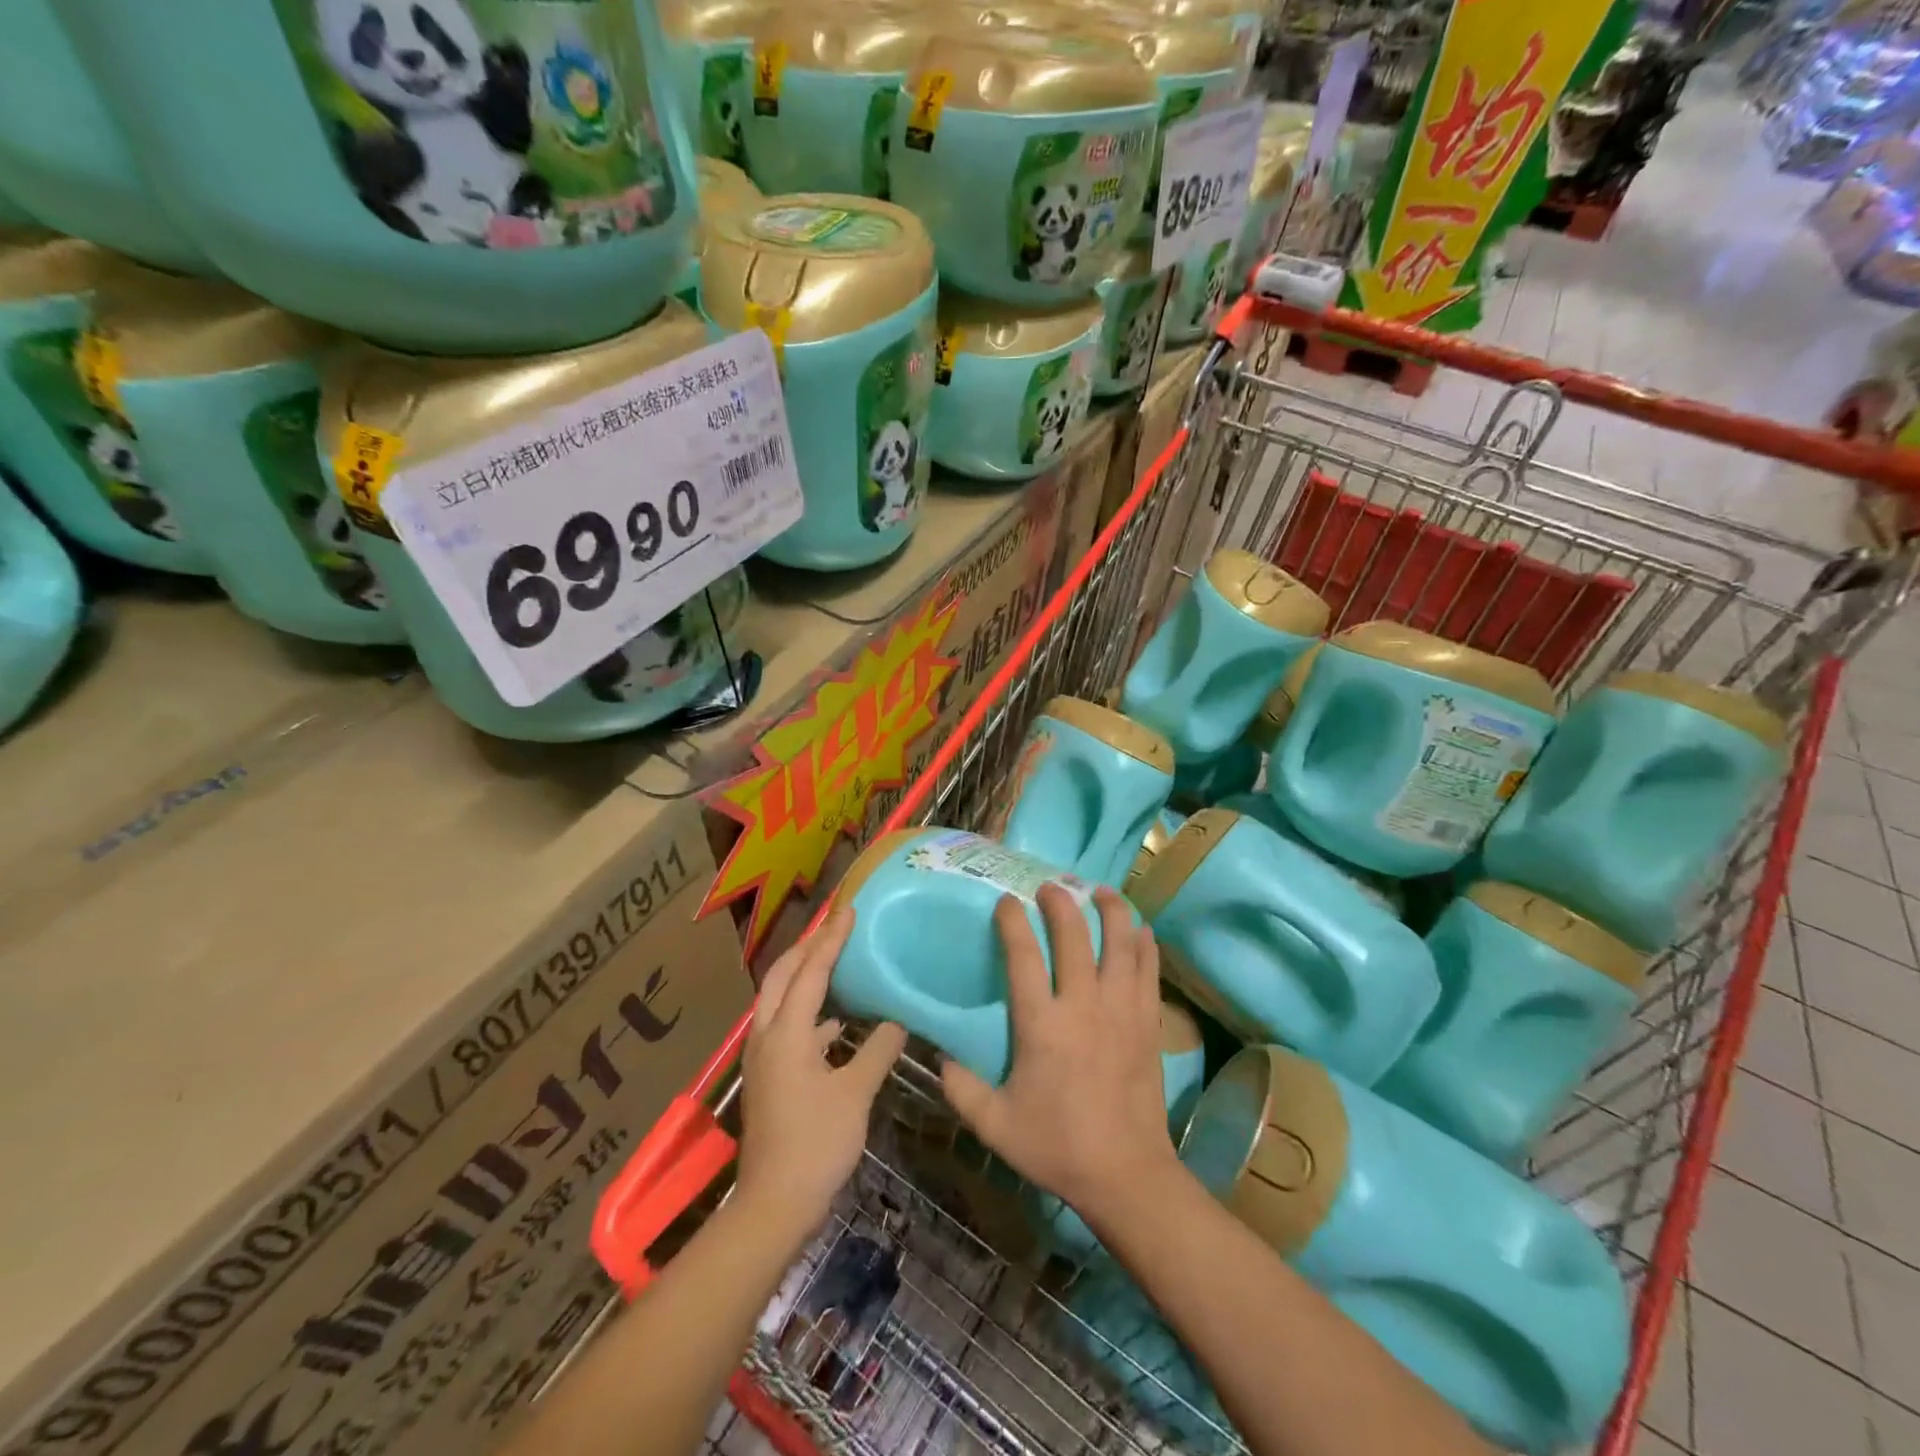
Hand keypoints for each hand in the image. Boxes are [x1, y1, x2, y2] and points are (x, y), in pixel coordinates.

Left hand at [737, 906, 906, 1239]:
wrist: (773, 1204)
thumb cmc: (816, 1144)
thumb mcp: (855, 1093)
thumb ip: (878, 1050)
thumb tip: (898, 1020)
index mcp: (787, 1032)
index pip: (811, 971)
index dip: (832, 939)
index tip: (849, 910)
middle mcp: (766, 1035)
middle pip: (782, 975)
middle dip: (807, 946)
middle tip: (835, 926)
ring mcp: (763, 1056)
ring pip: (778, 998)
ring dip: (803, 974)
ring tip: (833, 958)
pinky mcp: (768, 1075)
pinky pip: (784, 1023)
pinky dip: (806, 1008)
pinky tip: (834, 1020)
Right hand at [941, 885, 1179, 1224]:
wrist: (1126, 1174)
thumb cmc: (1057, 1146)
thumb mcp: (995, 1125)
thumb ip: (961, 1089)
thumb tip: (940, 1056)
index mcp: (1042, 1025)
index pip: (1023, 956)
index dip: (1012, 922)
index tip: (1006, 901)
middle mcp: (1083, 1005)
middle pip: (1075, 936)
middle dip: (1061, 903)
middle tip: (1051, 886)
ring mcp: (1121, 1010)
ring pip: (1121, 943)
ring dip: (1112, 911)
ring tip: (1102, 891)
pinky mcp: (1148, 1023)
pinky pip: (1148, 971)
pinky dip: (1145, 945)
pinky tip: (1141, 930)